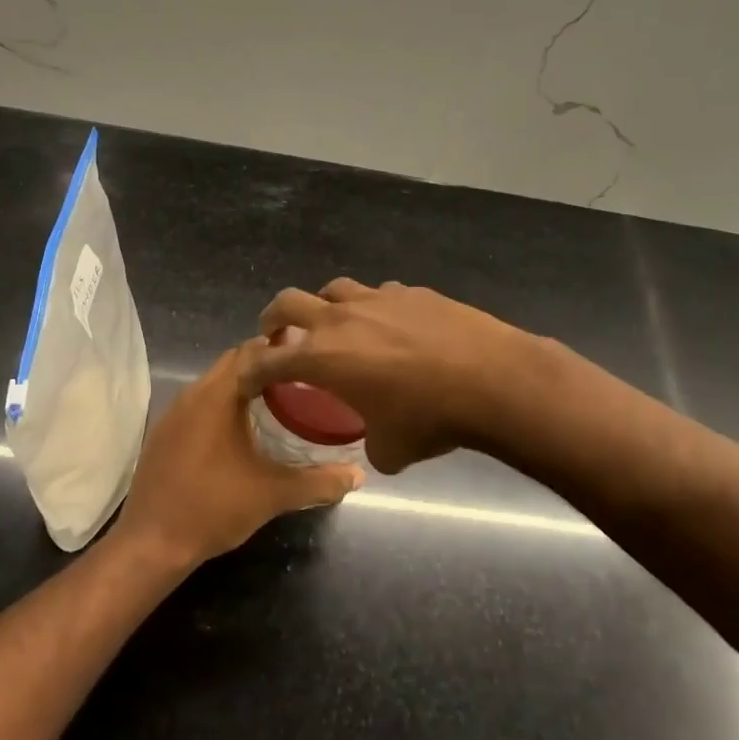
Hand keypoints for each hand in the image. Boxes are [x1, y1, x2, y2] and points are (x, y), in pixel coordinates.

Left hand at [111, 344, 362, 568]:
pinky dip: (223, 405)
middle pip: (233, 362)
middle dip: (266, 365)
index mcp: (217, 396)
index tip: (311, 358)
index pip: (251, 350)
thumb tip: (358, 475)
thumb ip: (318, 482)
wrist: (151, 544)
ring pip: (215, 383)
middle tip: (302, 379)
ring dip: (244, 385)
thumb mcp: (273, 494)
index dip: (281, 349)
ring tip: (279, 400)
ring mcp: (173, 413)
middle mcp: (192, 394)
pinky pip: (199, 403)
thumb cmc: (213, 508)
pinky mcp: (164, 434)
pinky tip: (242, 430)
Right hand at [239, 279, 538, 472]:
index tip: (247, 377)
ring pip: (334, 289)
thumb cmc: (430, 418)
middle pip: (288, 302)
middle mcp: (341, 319)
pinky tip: (390, 326)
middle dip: (273, 318)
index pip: (269, 360)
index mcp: (323, 357)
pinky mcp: (412, 292)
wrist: (491, 379)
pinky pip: (379, 294)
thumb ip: (371, 449)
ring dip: (323, 307)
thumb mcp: (392, 449)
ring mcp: (377, 299)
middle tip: (275, 334)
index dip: (252, 370)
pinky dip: (372, 308)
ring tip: (334, 325)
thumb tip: (377, 448)